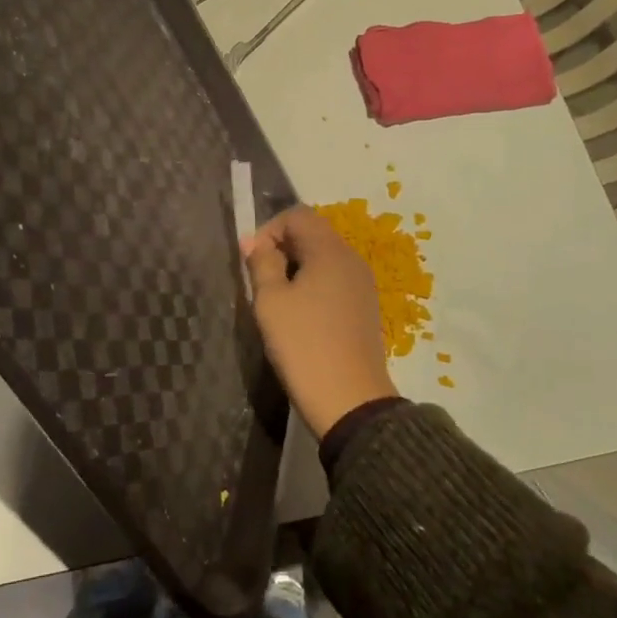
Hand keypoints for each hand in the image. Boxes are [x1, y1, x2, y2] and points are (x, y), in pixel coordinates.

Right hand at [244, 205, 397, 438]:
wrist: (350, 402)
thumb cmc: (304, 345)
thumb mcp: (271, 302)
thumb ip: (261, 263)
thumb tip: (254, 241)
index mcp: (330, 251)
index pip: (297, 215)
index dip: (269, 229)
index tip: (251, 259)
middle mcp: (351, 259)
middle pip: (313, 233)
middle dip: (282, 247)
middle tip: (260, 279)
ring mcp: (362, 284)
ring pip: (323, 258)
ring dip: (297, 267)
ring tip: (276, 299)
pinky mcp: (365, 308)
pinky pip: (334, 280)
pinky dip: (313, 285)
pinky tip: (300, 315)